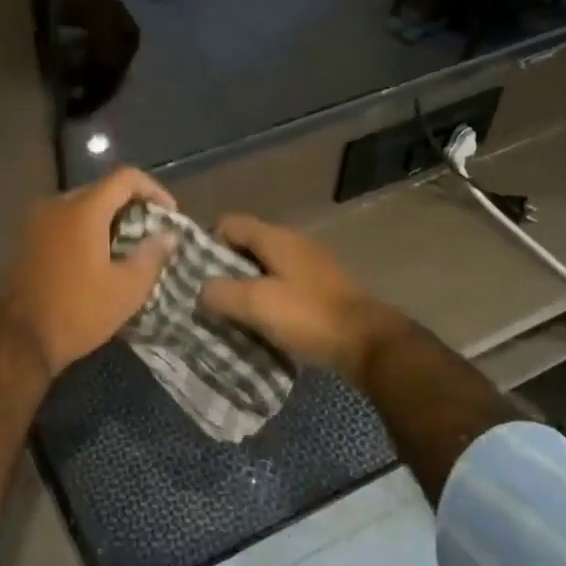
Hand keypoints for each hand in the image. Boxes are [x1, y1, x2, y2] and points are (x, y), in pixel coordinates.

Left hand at [0, 168, 178, 375]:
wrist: (18, 339)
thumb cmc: (78, 311)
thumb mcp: (126, 289)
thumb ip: (151, 256)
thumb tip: (168, 236)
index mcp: (83, 210)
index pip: (125, 178)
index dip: (153, 189)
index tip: (169, 215)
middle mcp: (57, 206)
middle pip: (102, 190)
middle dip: (131, 206)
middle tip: (151, 232)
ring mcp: (37, 222)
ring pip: (82, 206)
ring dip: (108, 219)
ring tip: (128, 247)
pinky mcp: (27, 240)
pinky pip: (64, 222)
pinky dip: (86, 230)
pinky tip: (98, 257)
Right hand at [198, 214, 407, 380]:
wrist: (369, 343)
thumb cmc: (308, 316)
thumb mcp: (255, 304)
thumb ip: (219, 293)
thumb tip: (201, 291)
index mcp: (275, 237)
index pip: (228, 222)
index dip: (207, 243)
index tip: (196, 274)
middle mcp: (292, 243)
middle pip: (246, 246)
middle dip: (224, 270)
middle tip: (210, 299)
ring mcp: (310, 265)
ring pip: (264, 268)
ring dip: (246, 288)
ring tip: (232, 315)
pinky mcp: (321, 288)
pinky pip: (283, 286)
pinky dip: (269, 300)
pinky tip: (264, 325)